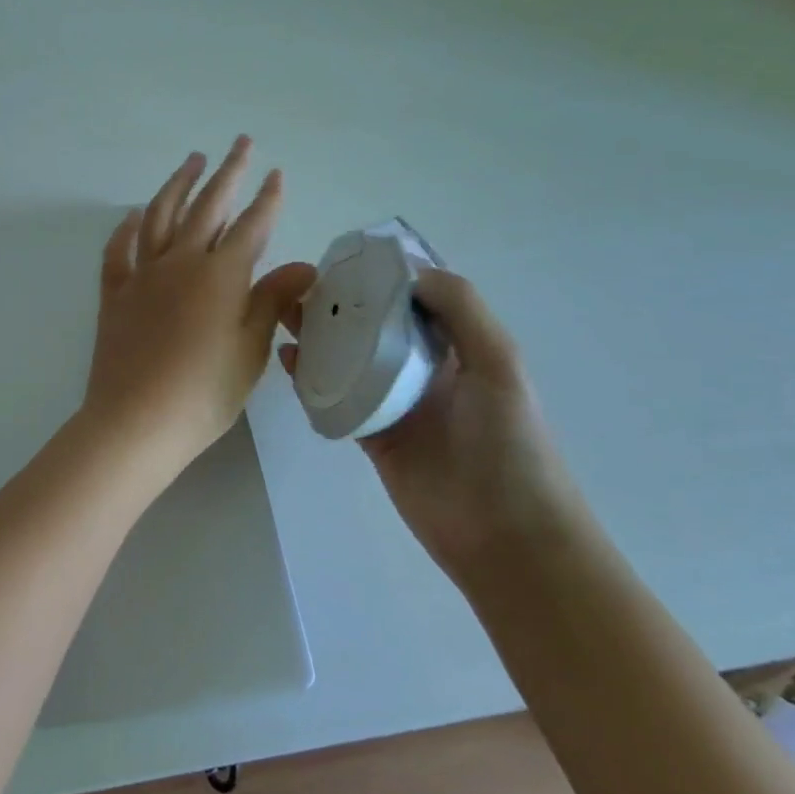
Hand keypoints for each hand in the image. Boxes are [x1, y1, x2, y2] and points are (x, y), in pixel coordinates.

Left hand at [82, 138, 313, 479]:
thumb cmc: (204, 393)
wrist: (136, 421)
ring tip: (192, 161)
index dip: (267, 199)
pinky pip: (119, 251)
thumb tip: (303, 265)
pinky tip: (134, 215)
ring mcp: (142, 275)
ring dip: (178, 184)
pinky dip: (127, 228)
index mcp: (220, 275)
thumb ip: (273, 300)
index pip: (251, 226)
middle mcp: (180, 263)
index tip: (275, 173)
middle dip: (227, 172)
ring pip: (160, 216)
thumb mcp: (251, 349)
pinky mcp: (115, 294)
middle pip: (207, 207)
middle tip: (239, 143)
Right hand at [278, 267, 590, 587]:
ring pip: (349, 358)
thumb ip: (463, 312)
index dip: (383, 276)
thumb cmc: (511, 445)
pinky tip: (287, 359)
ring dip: (320, 335)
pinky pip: (335, 398)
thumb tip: (412, 273)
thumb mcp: (500, 365)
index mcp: (458, 347)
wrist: (507, 536)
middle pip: (375, 325)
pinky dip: (310, 378)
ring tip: (284, 313)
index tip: (344, 257)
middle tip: (300, 283)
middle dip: (342, 303)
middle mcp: (423, 369)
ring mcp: (394, 403)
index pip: (415, 299)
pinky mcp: (371, 435)